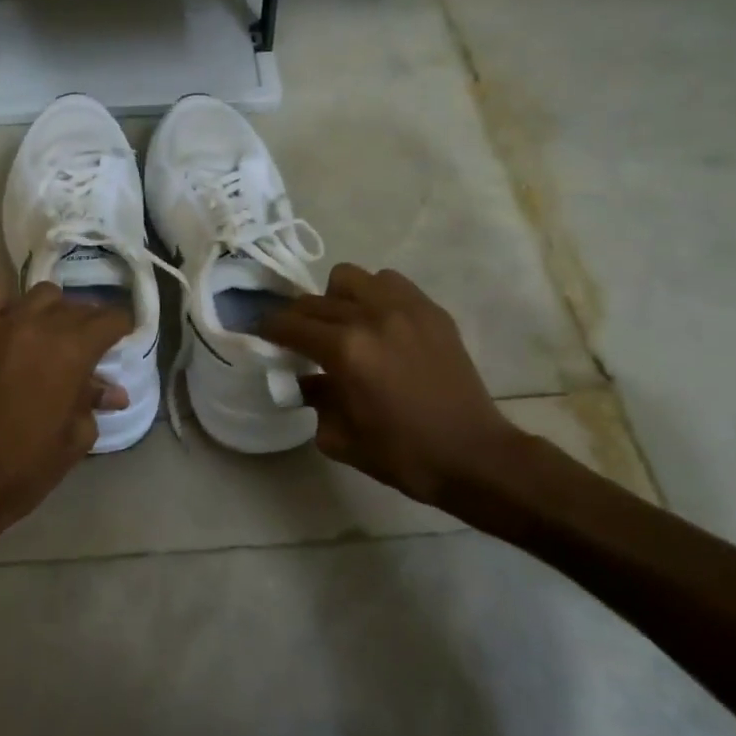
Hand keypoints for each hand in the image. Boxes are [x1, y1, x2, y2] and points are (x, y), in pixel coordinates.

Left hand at [0, 277, 131, 565]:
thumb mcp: (74, 439)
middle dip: (89, 323)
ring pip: (41, 295)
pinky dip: (5, 298)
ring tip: (50, 333)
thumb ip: (93, 403)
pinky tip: (10, 316)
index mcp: (73, 352)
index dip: (121, 327)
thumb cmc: (25, 468)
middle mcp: (40, 326)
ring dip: (54, 310)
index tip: (122, 337)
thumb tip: (111, 391)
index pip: (109, 319)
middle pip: (77, 307)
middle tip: (88, 346)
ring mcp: (0, 324)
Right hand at [263, 265, 530, 518]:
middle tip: (299, 337)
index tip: (262, 333)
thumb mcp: (341, 438)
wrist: (474, 456)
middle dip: (298, 318)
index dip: (269, 328)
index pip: (290, 325)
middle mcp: (370, 318)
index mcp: (345, 351)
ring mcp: (405, 309)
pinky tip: (379, 323)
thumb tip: (305, 379)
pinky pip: (390, 283)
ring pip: (351, 278)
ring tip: (344, 323)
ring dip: (337, 298)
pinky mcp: (431, 311)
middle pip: (315, 300)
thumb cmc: (402, 455)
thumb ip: (314, 400)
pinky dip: (375, 295)